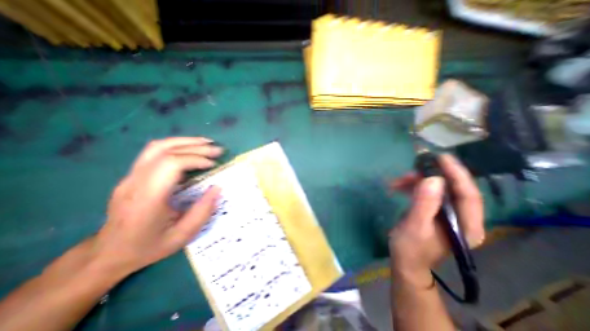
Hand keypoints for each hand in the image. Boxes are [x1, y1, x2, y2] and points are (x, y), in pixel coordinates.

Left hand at [94, 136, 223, 274]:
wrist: (107, 254)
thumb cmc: (148, 246)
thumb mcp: (182, 236)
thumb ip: (202, 211)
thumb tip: (218, 188)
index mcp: (147, 199)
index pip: (170, 164)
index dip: (195, 159)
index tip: (213, 164)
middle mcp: (135, 182)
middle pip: (164, 150)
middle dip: (195, 147)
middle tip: (217, 150)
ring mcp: (130, 176)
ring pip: (157, 147)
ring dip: (185, 142)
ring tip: (206, 143)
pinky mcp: (132, 175)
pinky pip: (154, 152)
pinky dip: (176, 146)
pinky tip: (190, 150)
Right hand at [388, 153, 483, 287]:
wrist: (405, 261)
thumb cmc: (410, 248)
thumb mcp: (415, 227)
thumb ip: (424, 204)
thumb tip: (433, 179)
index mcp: (466, 226)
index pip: (468, 195)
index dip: (457, 174)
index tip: (442, 157)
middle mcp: (461, 218)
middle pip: (453, 189)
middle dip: (432, 175)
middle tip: (414, 166)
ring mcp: (447, 214)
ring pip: (436, 189)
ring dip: (417, 181)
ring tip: (398, 180)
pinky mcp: (433, 211)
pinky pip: (425, 193)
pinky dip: (411, 187)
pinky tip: (397, 186)